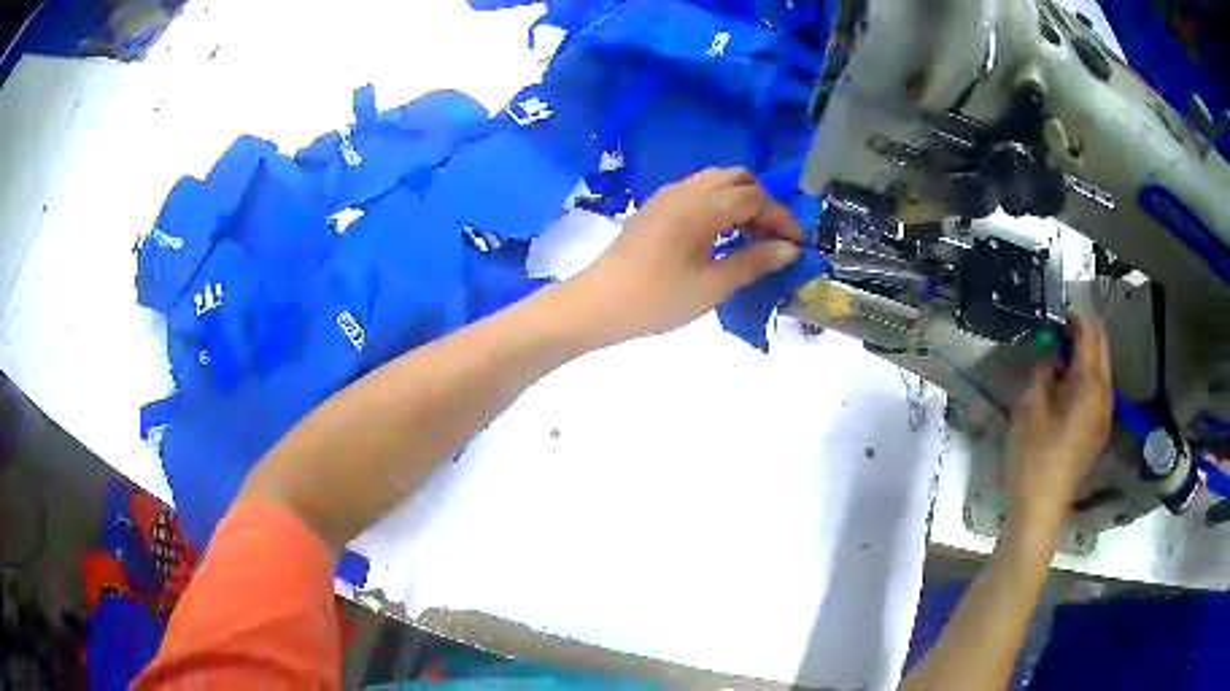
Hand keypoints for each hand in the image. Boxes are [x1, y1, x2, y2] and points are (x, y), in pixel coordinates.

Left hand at [572, 167, 802, 343]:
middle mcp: (685, 190)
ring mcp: (667, 195)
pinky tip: (720, 235)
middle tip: (773, 238)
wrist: (598, 304)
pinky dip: (719, 203)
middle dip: (762, 203)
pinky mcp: (655, 206)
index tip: (797, 245)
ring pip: (716, 181)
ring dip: (740, 200)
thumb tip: (788, 249)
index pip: (755, 197)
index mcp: (701, 206)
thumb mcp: (712, 286)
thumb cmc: (656, 299)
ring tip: (751, 238)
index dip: (781, 218)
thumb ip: (753, 262)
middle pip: (737, 178)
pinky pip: (697, 191)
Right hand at [1004, 317, 1112, 532]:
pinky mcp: (1100, 430)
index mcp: (1089, 383)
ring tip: (1061, 357)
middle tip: (1058, 330)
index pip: (1089, 332)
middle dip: (1084, 331)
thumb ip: (1044, 367)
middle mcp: (1105, 393)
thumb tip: (1051, 346)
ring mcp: (1105, 413)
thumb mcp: (1029, 405)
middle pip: (1102, 346)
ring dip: (1087, 355)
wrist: (1041, 507)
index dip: (1074, 316)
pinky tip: (1069, 388)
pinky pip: (1099, 390)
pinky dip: (1088, 377)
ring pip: (1103, 368)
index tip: (1055, 312)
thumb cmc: (1032, 455)